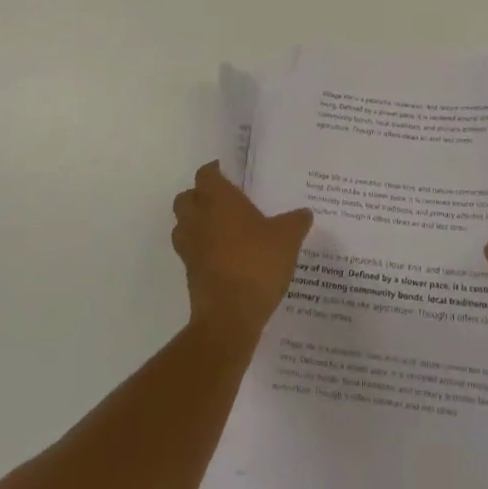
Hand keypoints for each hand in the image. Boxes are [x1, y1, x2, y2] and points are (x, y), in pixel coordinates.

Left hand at [171, 162, 312, 349]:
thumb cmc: (257, 263)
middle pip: (186, 198)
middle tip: (223, 200)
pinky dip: (202, 250)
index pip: (206, 175)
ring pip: (183, 226)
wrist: (230, 317)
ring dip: (196, 223)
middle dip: (200, 196)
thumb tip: (304, 213)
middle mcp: (198, 219)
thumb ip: (296, 221)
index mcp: (218, 200)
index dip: (214, 171)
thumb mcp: (288, 238)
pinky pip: (191, 252)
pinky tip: (226, 256)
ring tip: (222, 229)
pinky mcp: (189, 274)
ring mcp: (190, 248)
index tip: (227, 172)